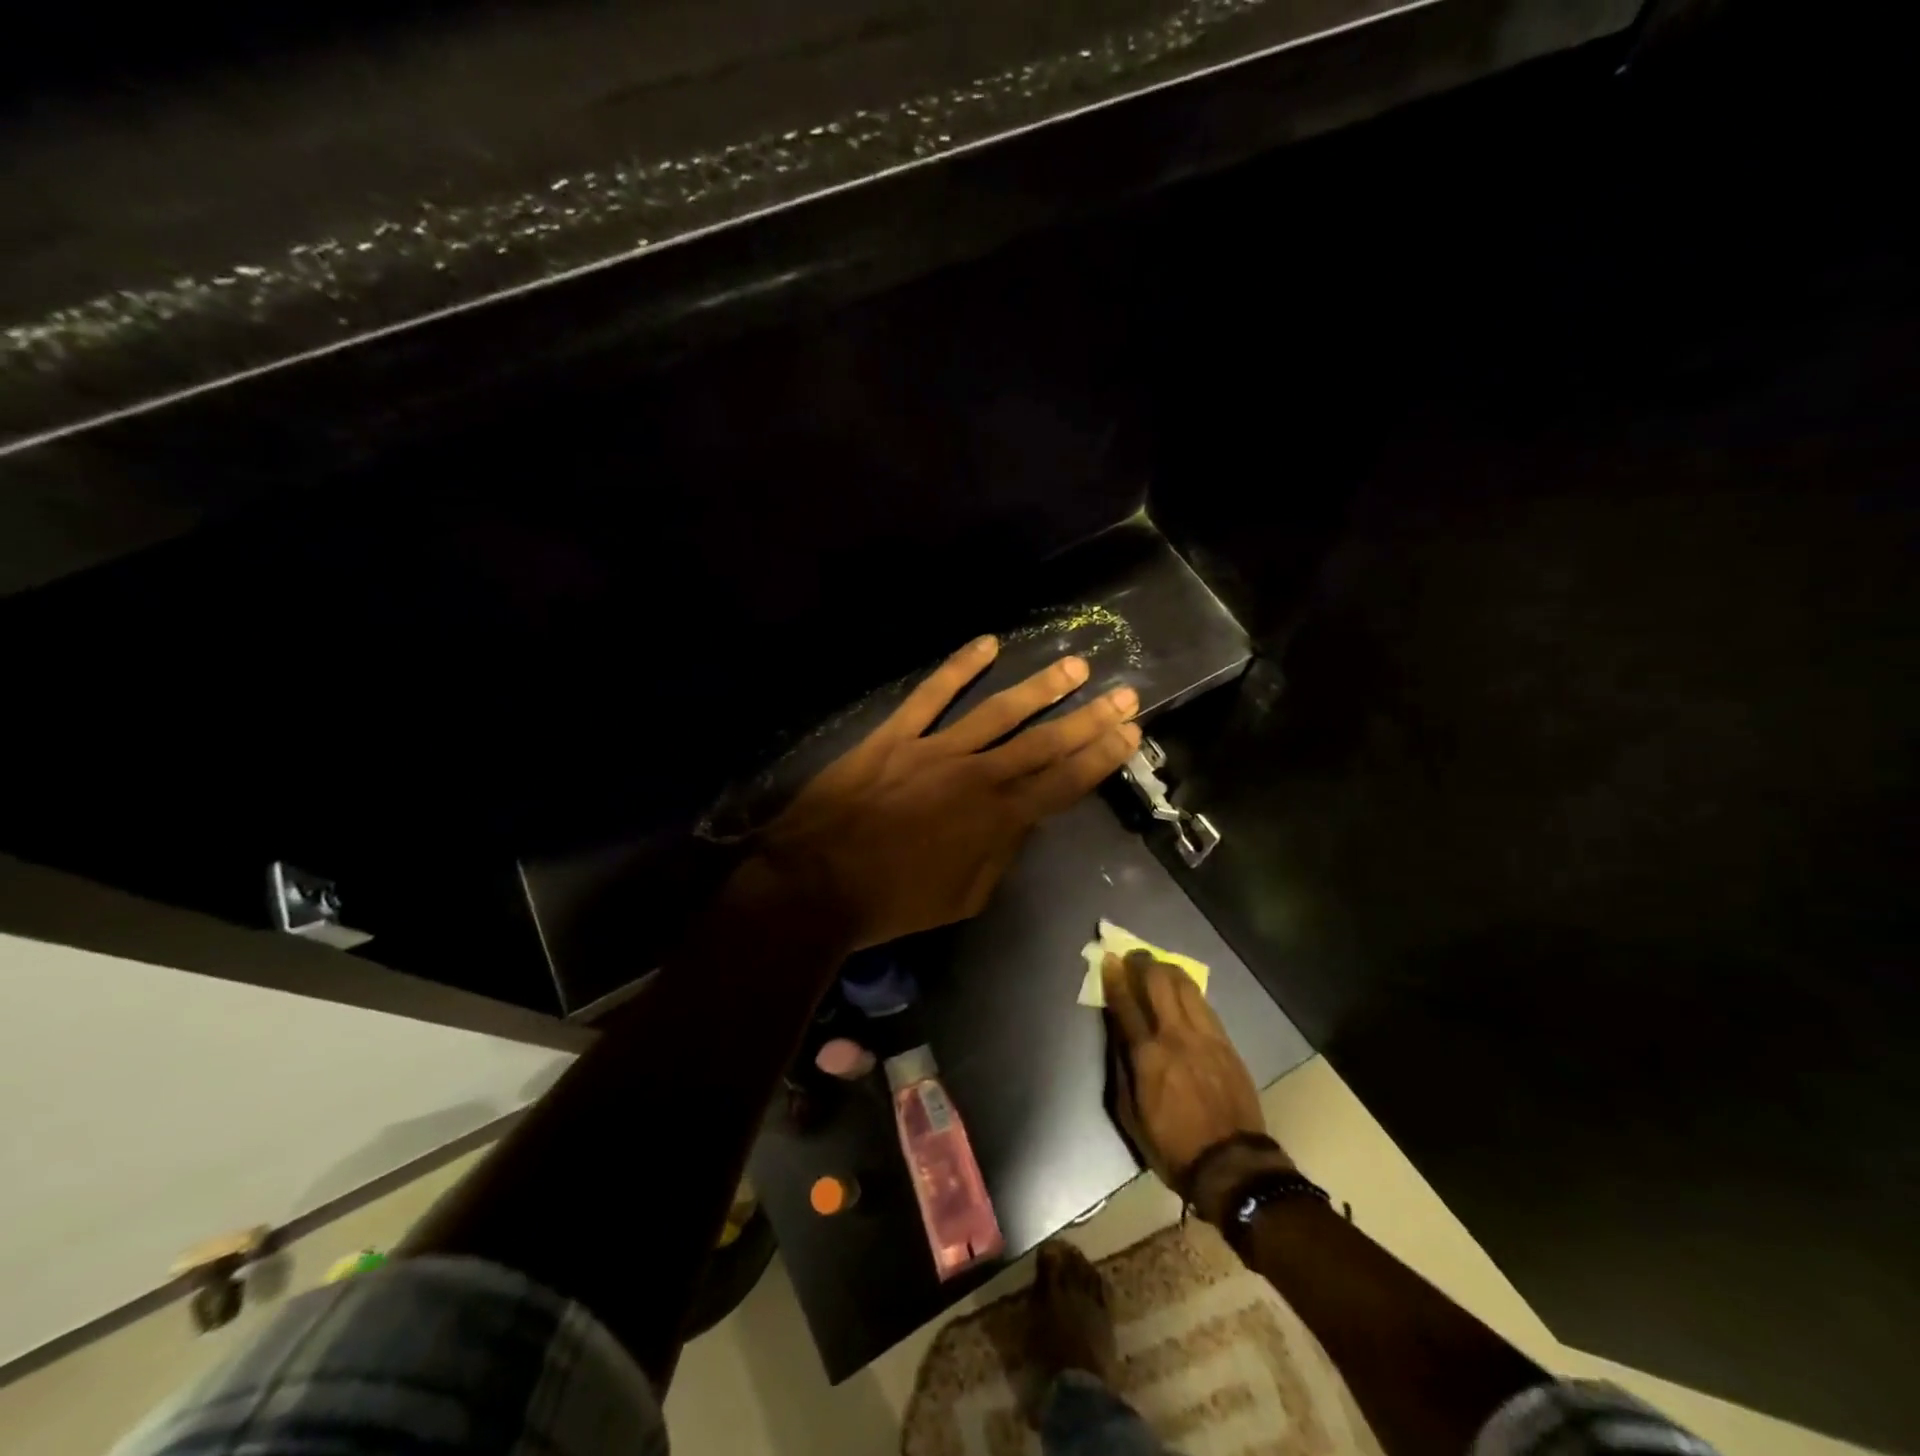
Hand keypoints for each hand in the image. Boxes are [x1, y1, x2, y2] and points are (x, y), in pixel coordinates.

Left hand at [756, 635, 1140, 949]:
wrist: (817, 882)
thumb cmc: (893, 901)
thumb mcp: (964, 897)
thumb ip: (1000, 856)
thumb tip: (1022, 822)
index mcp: (997, 820)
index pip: (1063, 783)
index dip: (1100, 757)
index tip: (1130, 733)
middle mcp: (976, 776)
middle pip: (1043, 742)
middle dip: (1089, 718)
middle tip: (1125, 693)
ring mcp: (935, 749)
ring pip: (999, 711)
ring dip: (1041, 687)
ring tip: (1076, 664)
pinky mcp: (895, 735)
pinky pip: (932, 695)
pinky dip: (959, 667)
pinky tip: (989, 644)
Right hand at [1103, 950, 1290, 1220]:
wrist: (1232, 1165)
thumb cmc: (1172, 1145)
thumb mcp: (1131, 1114)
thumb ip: (1122, 1069)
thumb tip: (1118, 1036)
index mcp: (1147, 1056)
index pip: (1126, 1004)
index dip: (1115, 978)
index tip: (1108, 959)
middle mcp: (1176, 1036)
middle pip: (1158, 984)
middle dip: (1143, 964)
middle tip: (1134, 956)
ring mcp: (1205, 1037)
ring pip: (1186, 987)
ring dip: (1168, 971)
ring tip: (1159, 965)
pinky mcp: (1226, 1043)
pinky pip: (1205, 1005)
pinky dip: (1190, 992)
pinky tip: (1184, 990)